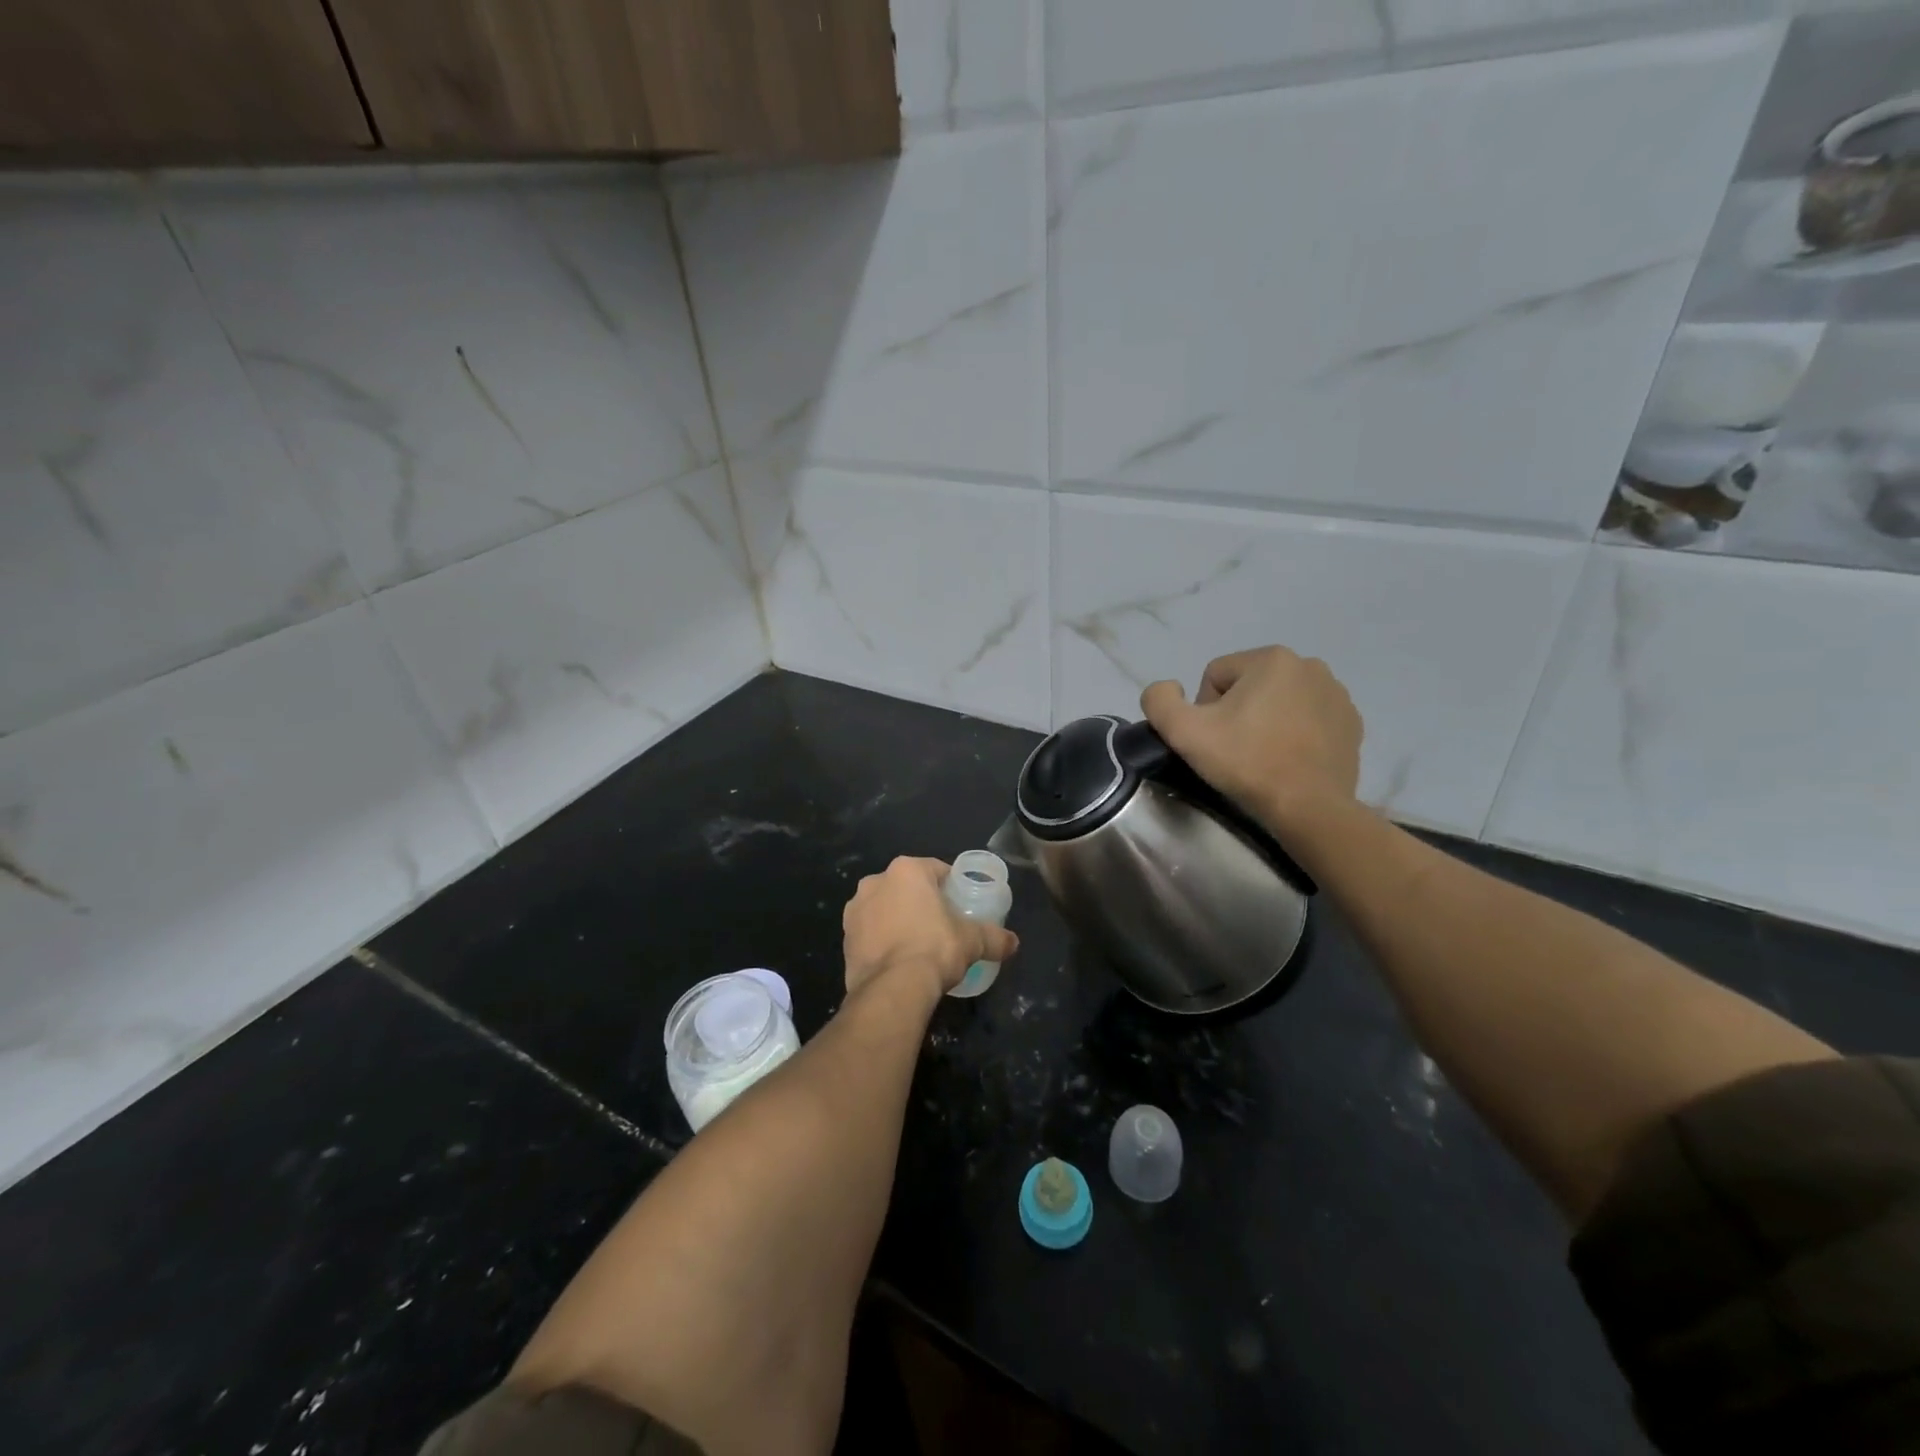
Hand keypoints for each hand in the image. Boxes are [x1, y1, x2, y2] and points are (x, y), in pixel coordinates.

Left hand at [842, 857, 1018, 999]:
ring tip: (918, 945)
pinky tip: (898, 960)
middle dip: (921, 902)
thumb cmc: (934, 949)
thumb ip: (994, 937)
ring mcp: (855, 910)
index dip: (951, 886)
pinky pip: (870, 932)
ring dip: (898, 919)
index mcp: (907, 870)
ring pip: (885, 908)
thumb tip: (1014, 943)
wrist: (892, 989)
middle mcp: (875, 881)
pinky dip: (882, 940)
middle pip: (907, 887)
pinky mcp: (845, 938)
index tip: (961, 905)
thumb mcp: (972, 941)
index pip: (936, 870)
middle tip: (942, 925)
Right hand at [1141, 646, 1362, 831]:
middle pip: (1248, 686)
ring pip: (1279, 701)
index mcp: (1271, 659)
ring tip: (1264, 756)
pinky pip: (1308, 718)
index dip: (1205, 710)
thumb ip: (1159, 700)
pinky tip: (1289, 760)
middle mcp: (1309, 665)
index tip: (1214, 740)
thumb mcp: (1183, 731)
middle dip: (1237, 713)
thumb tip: (1168, 688)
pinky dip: (1295, 733)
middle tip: (1236, 750)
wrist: (1308, 807)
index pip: (1215, 677)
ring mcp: (1337, 694)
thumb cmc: (1246, 763)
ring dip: (1266, 721)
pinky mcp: (1351, 722)